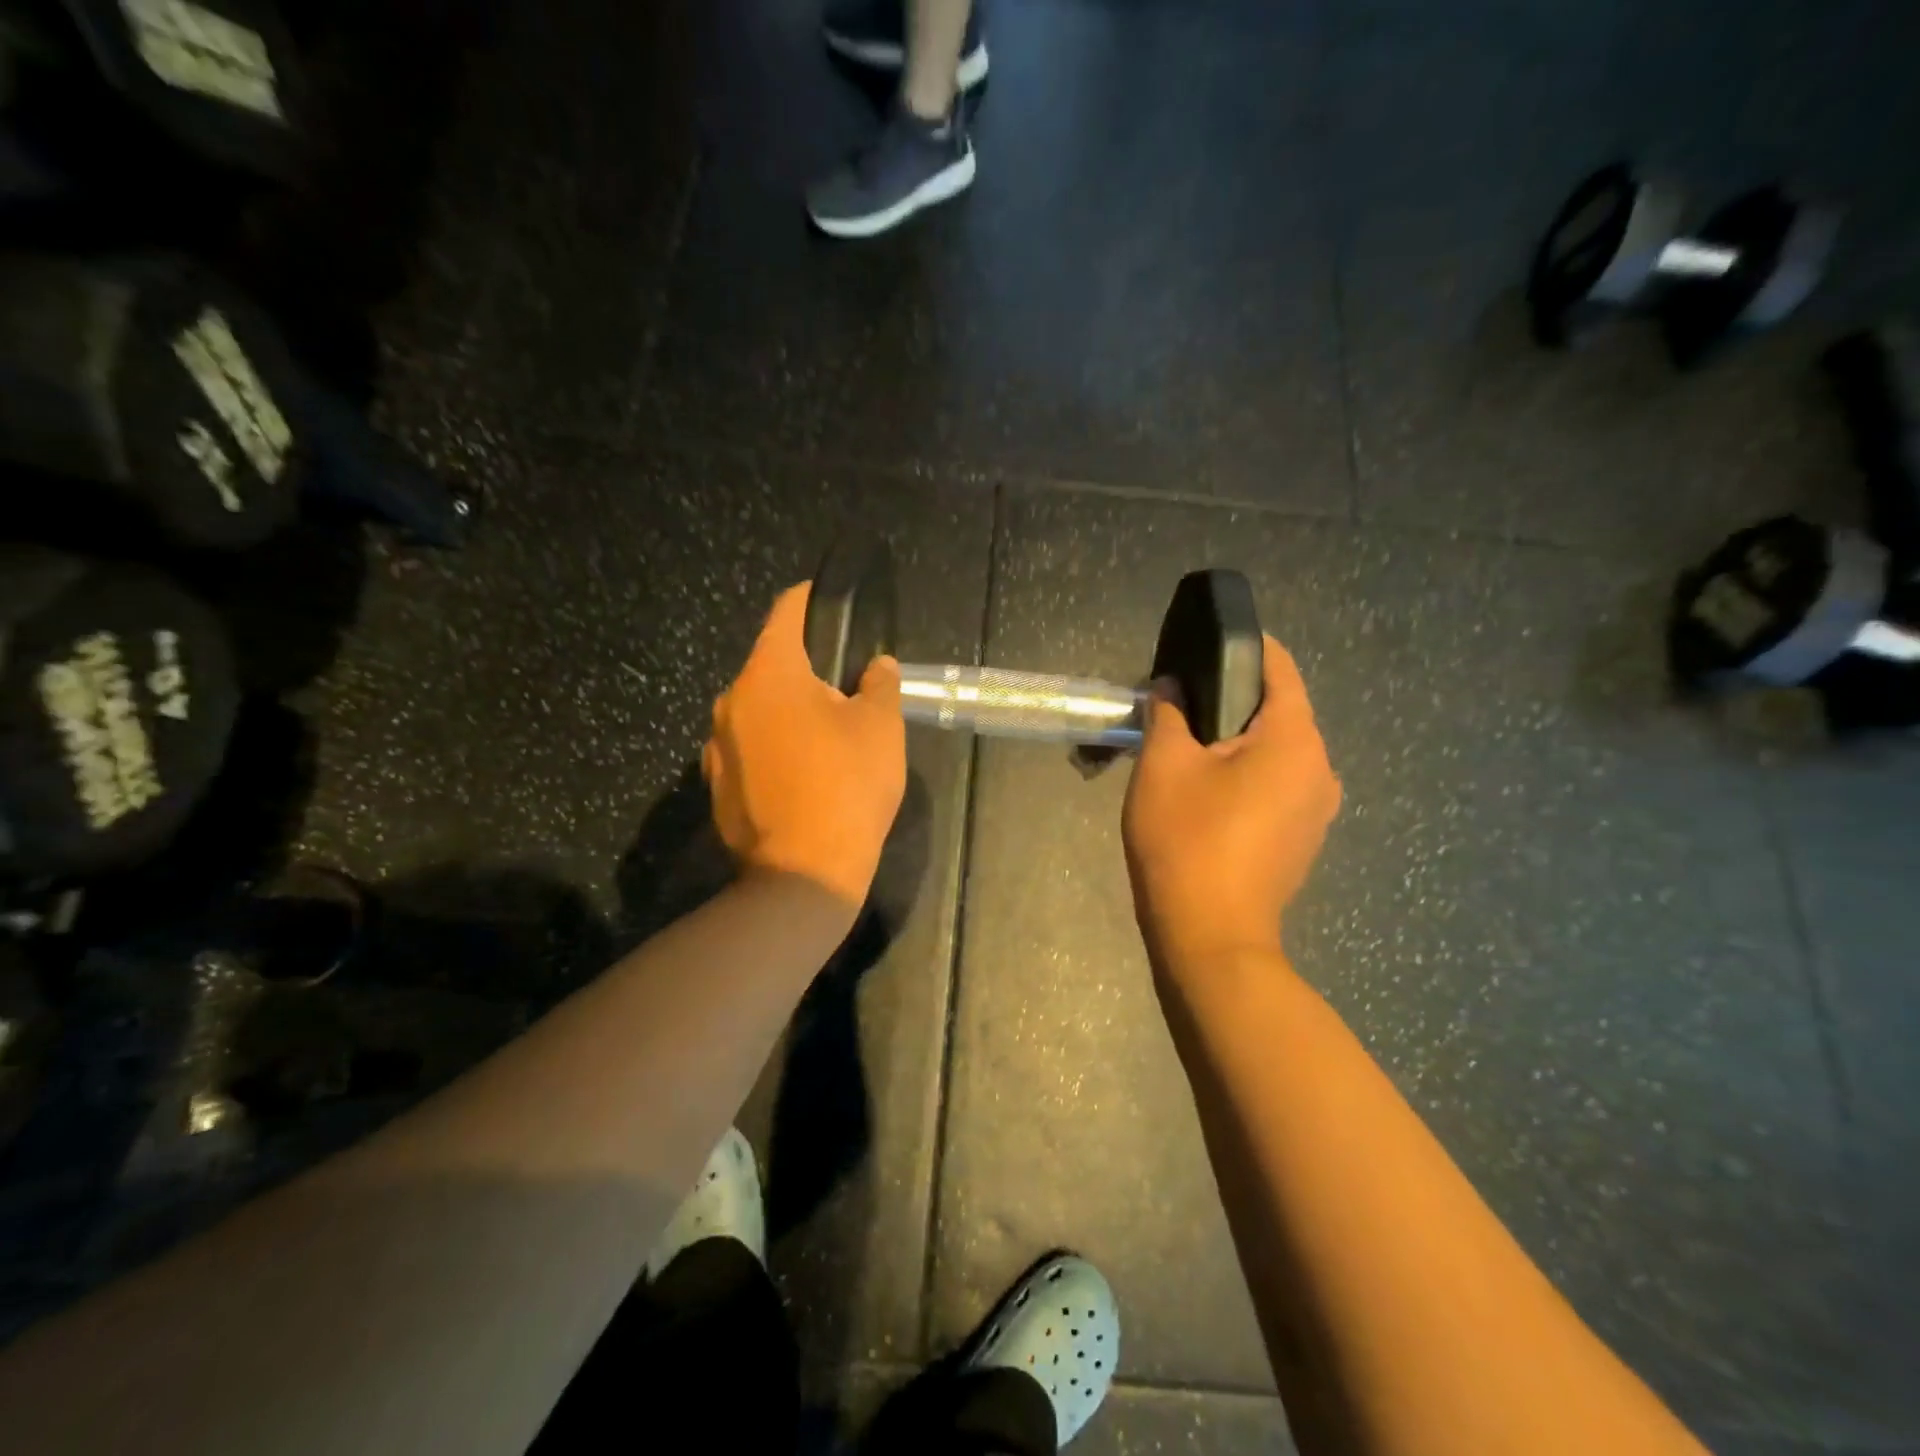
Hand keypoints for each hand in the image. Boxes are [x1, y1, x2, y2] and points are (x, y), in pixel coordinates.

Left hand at [704, 582, 906, 909]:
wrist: (804, 874)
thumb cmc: (847, 786)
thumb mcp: (882, 727)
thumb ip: (880, 684)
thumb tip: (877, 666)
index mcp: (770, 674)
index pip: (786, 612)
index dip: (810, 600)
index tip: (830, 602)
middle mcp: (732, 700)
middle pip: (772, 665)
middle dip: (807, 670)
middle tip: (846, 691)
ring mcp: (717, 745)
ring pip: (759, 709)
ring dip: (789, 711)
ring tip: (826, 738)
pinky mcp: (716, 784)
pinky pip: (749, 748)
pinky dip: (773, 748)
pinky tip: (802, 775)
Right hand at [1122, 635, 1340, 968]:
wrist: (1210, 937)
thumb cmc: (1187, 842)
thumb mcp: (1163, 766)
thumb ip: (1167, 713)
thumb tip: (1171, 688)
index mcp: (1295, 740)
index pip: (1279, 667)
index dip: (1242, 648)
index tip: (1200, 648)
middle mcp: (1321, 768)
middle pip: (1278, 711)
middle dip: (1230, 702)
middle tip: (1177, 707)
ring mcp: (1318, 809)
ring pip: (1276, 752)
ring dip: (1236, 744)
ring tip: (1186, 752)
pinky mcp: (1303, 839)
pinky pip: (1277, 786)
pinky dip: (1246, 777)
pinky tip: (1207, 796)